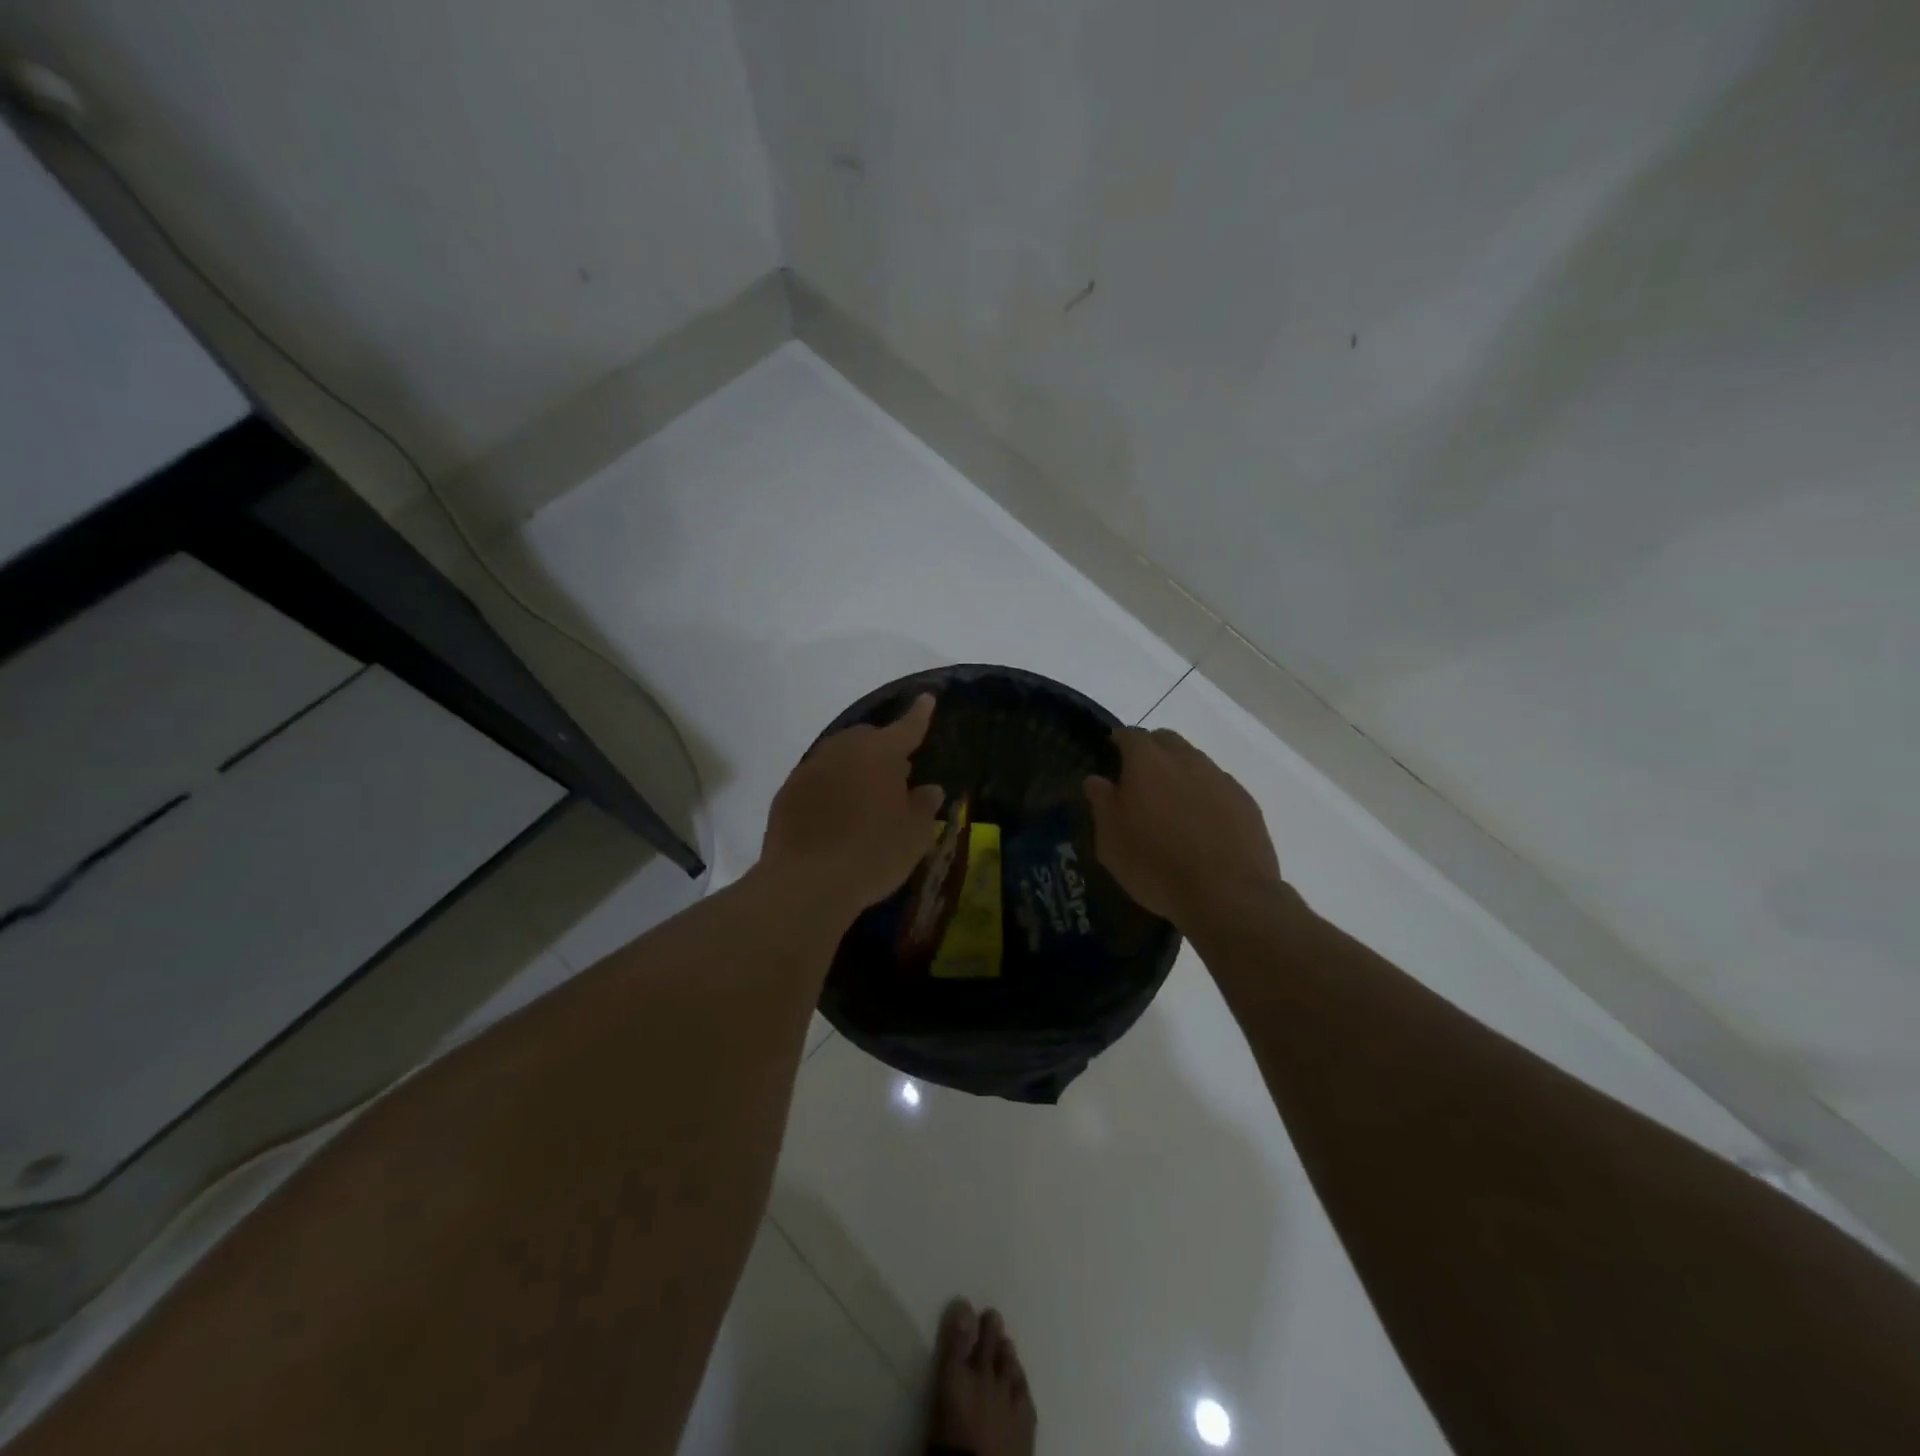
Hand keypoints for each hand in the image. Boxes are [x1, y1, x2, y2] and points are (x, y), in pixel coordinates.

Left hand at [762, 694, 946, 922]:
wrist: (806, 883)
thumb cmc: (873, 855)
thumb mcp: (914, 836)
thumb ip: (924, 806)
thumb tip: (929, 789)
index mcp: (880, 753)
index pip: (907, 727)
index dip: (919, 714)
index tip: (926, 699)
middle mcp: (843, 750)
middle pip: (867, 738)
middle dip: (883, 748)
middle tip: (897, 773)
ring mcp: (810, 769)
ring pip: (839, 756)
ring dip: (855, 767)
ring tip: (866, 795)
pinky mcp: (787, 792)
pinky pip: (817, 779)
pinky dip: (831, 787)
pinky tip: (836, 813)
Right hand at [1084, 726, 1281, 929]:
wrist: (1228, 895)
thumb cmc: (1156, 865)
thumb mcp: (1111, 841)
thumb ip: (1101, 803)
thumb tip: (1097, 779)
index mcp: (1147, 762)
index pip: (1130, 735)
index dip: (1119, 742)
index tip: (1112, 755)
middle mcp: (1186, 760)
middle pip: (1166, 740)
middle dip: (1151, 751)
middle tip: (1140, 780)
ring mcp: (1220, 779)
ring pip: (1195, 761)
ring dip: (1180, 773)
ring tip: (1172, 806)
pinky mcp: (1246, 802)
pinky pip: (1219, 787)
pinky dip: (1206, 795)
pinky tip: (1202, 825)